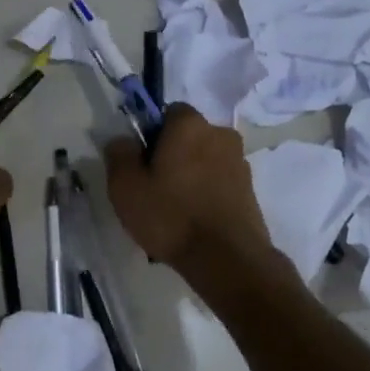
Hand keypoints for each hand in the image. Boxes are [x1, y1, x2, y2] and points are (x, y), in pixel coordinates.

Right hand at [103, 104, 272, 273]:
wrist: (226, 258)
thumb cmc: (170, 216)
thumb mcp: (126, 187)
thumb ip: (119, 154)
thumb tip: (123, 140)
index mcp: (190, 125)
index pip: (168, 112)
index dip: (151, 134)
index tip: (141, 162)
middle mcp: (221, 134)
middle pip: (188, 137)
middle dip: (172, 154)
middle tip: (153, 186)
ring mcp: (240, 162)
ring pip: (205, 160)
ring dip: (191, 175)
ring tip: (175, 209)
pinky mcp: (250, 190)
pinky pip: (219, 182)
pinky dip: (206, 193)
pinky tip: (194, 220)